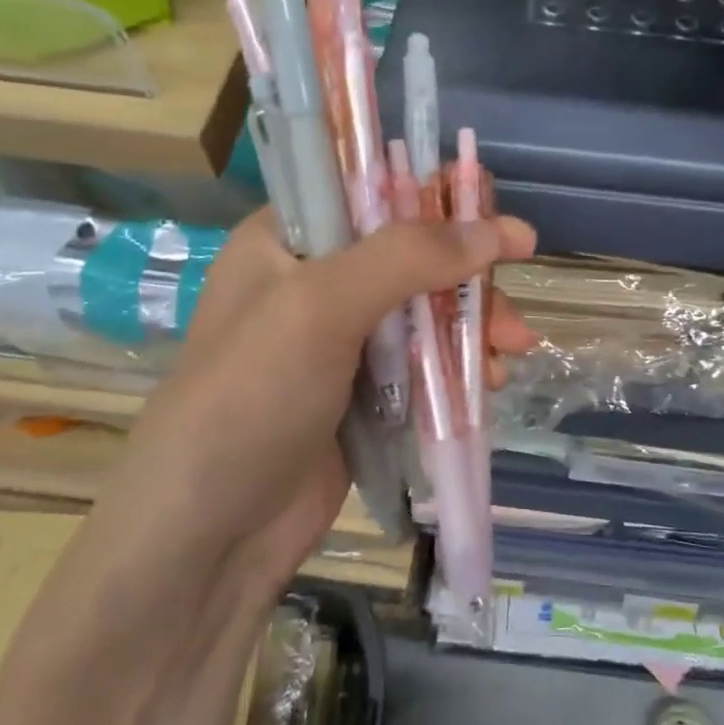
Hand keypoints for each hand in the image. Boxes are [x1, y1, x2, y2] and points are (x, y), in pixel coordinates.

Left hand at [84, 209, 536, 606]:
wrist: (210, 536)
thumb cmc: (251, 398)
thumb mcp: (320, 307)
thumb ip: (408, 257)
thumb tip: (502, 229)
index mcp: (289, 239)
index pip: (370, 189)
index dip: (432, 192)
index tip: (490, 207)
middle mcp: (315, 279)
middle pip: (412, 252)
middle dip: (467, 272)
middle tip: (513, 291)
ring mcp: (341, 339)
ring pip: (427, 308)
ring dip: (473, 322)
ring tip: (513, 350)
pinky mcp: (365, 392)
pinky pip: (426, 361)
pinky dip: (460, 365)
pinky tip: (489, 383)